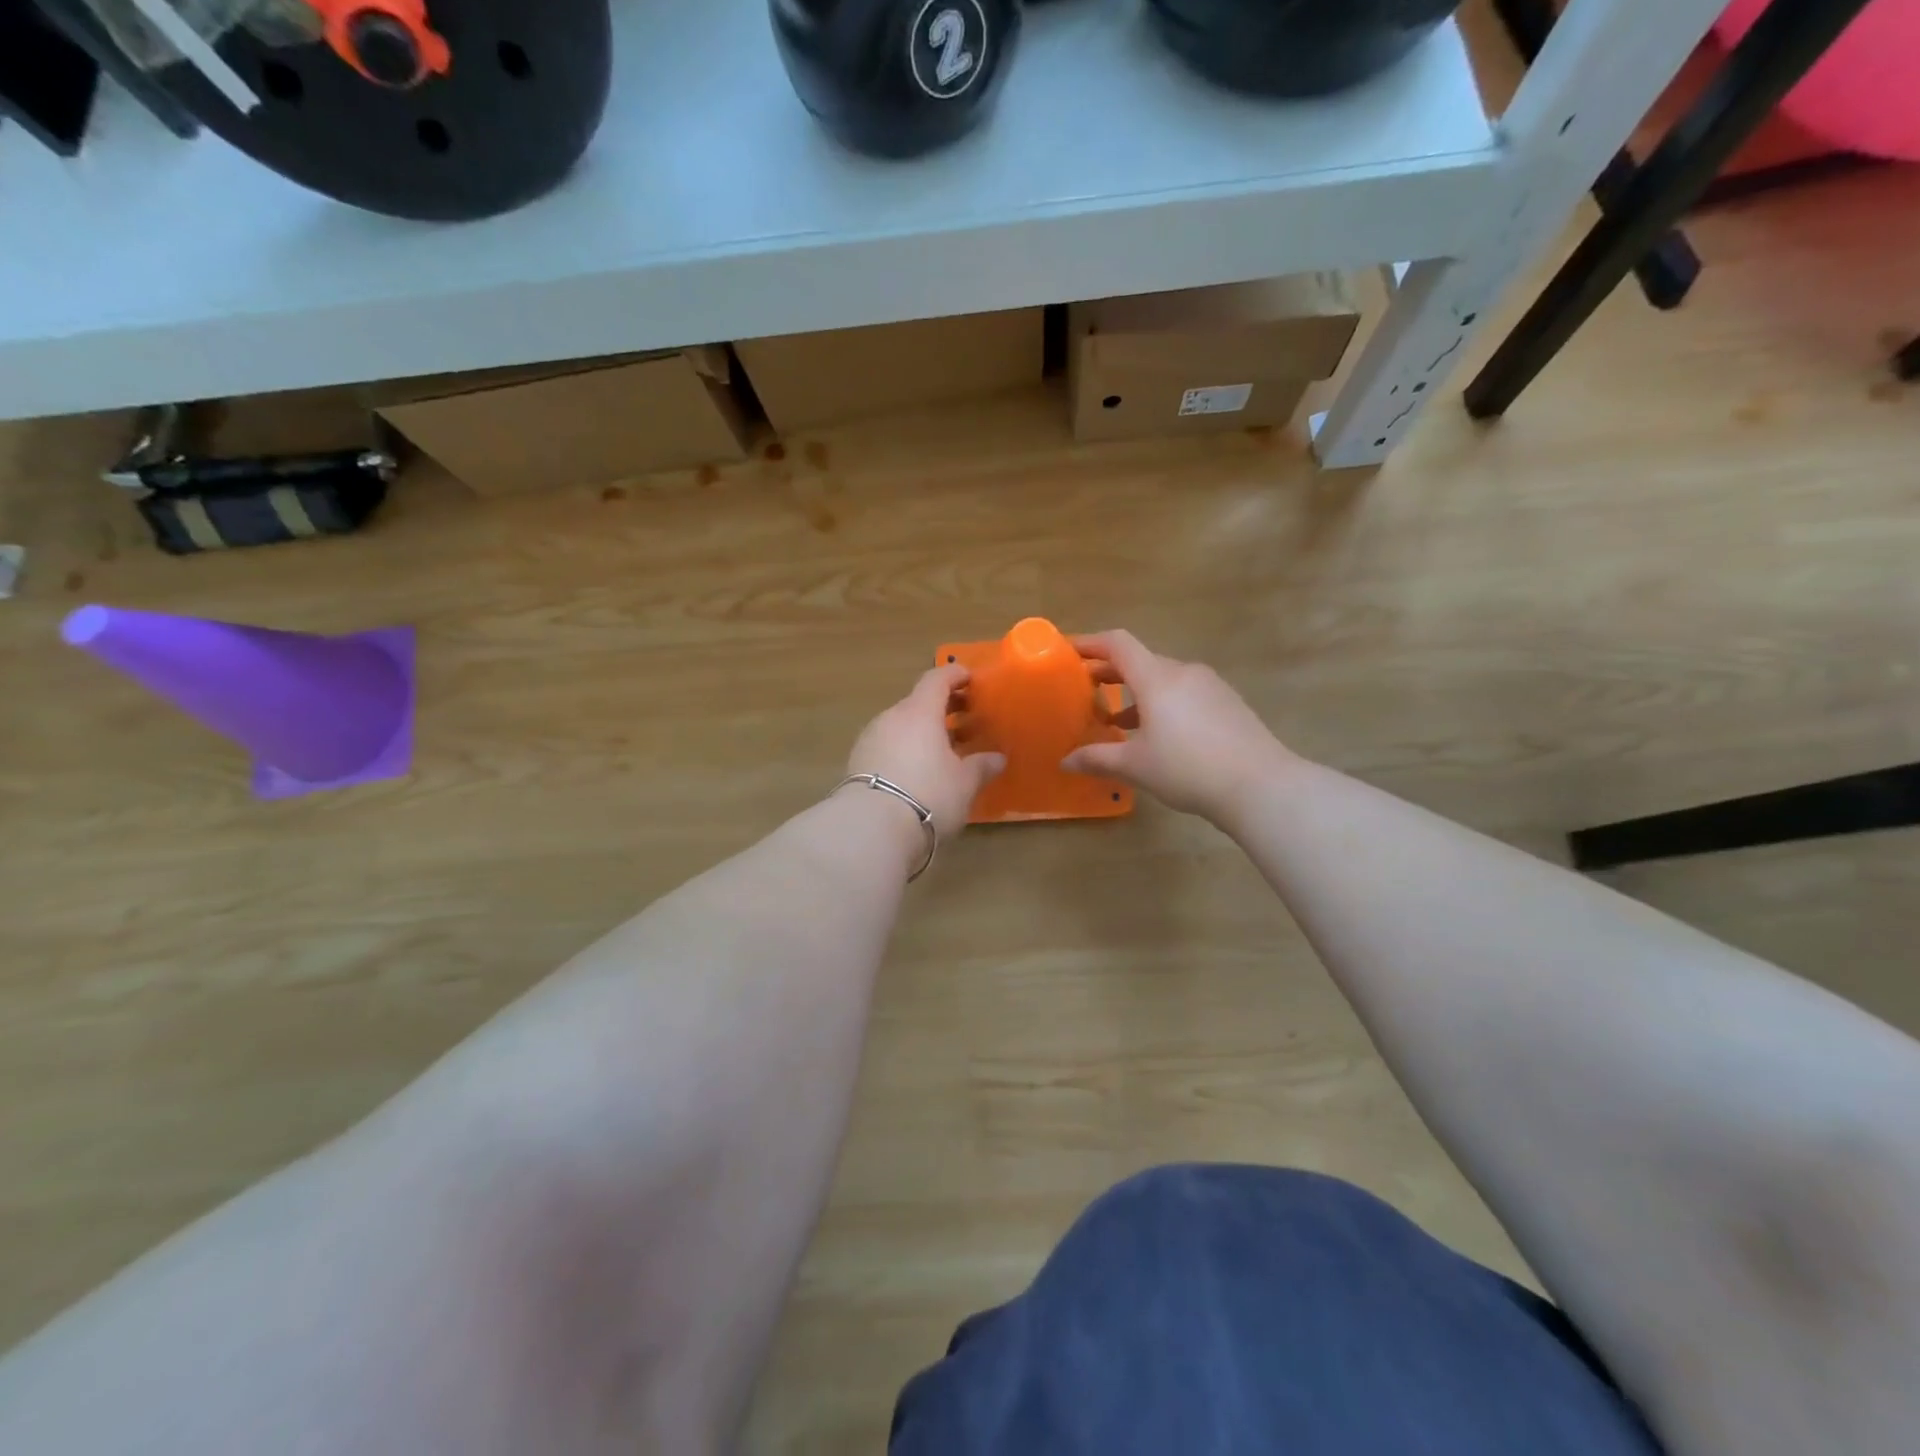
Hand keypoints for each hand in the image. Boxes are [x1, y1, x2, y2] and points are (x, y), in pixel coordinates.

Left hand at [846, 664, 1005, 840]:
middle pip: (918, 702)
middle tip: (966, 720)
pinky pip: (888, 745)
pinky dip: (905, 749)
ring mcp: (870, 739)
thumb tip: (997, 758)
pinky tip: (918, 770)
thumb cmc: (928, 795)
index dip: (955, 675)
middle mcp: (892, 718)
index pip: (937, 679)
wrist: (871, 828)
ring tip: (943, 751)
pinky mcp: (857, 762)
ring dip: (923, 731)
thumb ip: (981, 766)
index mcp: (920, 712)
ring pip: (901, 725)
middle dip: (943, 708)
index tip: (971, 679)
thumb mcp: (964, 783)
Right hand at [1061, 630, 1293, 824]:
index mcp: (1157, 678)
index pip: (1118, 644)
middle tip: (1085, 690)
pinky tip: (1157, 734)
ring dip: (1136, 692)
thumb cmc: (1188, 769)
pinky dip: (1161, 703)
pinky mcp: (1227, 703)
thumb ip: (1097, 759)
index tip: (1068, 651)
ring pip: (1163, 679)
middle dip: (1109, 672)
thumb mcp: (1136, 766)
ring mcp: (1210, 686)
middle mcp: (1184, 672)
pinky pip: (1184, 693)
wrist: (1261, 785)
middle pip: (1140, 661)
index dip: (1090, 643)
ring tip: (1116, 720)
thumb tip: (1065, 761)